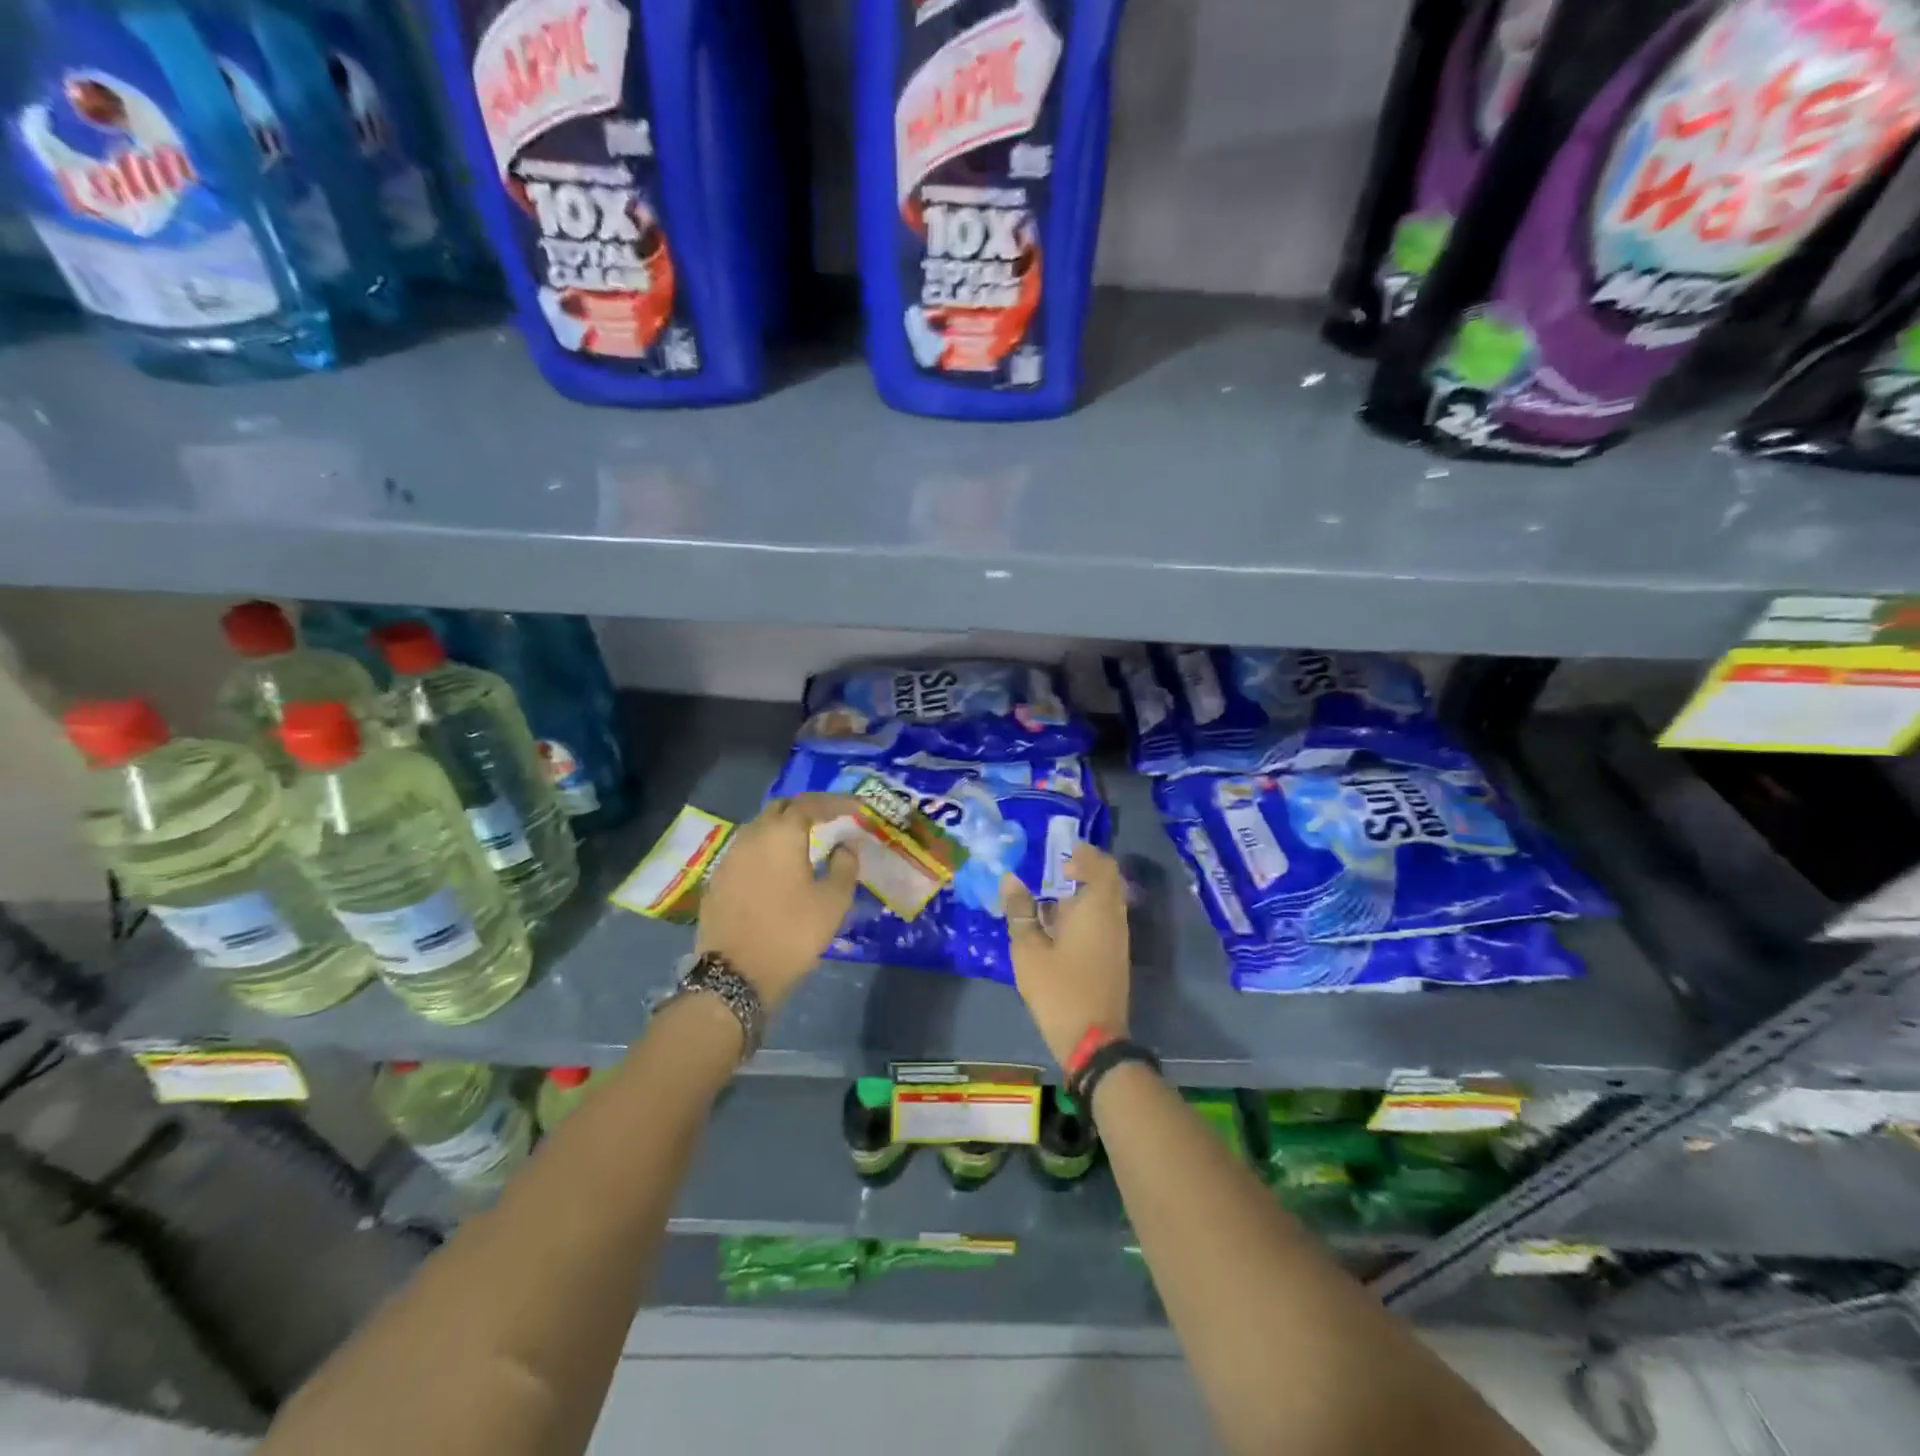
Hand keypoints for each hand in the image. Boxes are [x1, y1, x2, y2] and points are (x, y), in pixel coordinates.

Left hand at [696, 795, 859, 1010]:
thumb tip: (845, 846)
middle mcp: (752, 835)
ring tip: (808, 844)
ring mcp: (730, 856)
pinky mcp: (718, 878)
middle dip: (807, 809)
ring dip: (785, 830)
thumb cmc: (791, 933)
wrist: (734, 975)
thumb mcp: (833, 902)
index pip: (811, 803)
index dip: (837, 802)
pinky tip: (780, 868)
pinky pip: (748, 850)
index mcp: (782, 834)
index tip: (857, 809)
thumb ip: (845, 866)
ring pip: (761, 828)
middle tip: (831, 822)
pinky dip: (768, 850)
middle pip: (781, 809)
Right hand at [1001, 844, 1130, 1066]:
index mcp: (1096, 907)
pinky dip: (1086, 912)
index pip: (1101, 865)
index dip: (1083, 853)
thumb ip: (1020, 911)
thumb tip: (1010, 879)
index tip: (1060, 851)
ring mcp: (1118, 939)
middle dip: (1084, 870)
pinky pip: (1104, 920)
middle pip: (1107, 880)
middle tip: (1056, 869)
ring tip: (1052, 898)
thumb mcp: (1029, 950)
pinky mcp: (1115, 956)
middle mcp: (1114, 917)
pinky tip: (1059, 926)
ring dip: (1084, 892)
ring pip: (1107, 902)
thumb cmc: (1059, 989)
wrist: (1094, 1040)